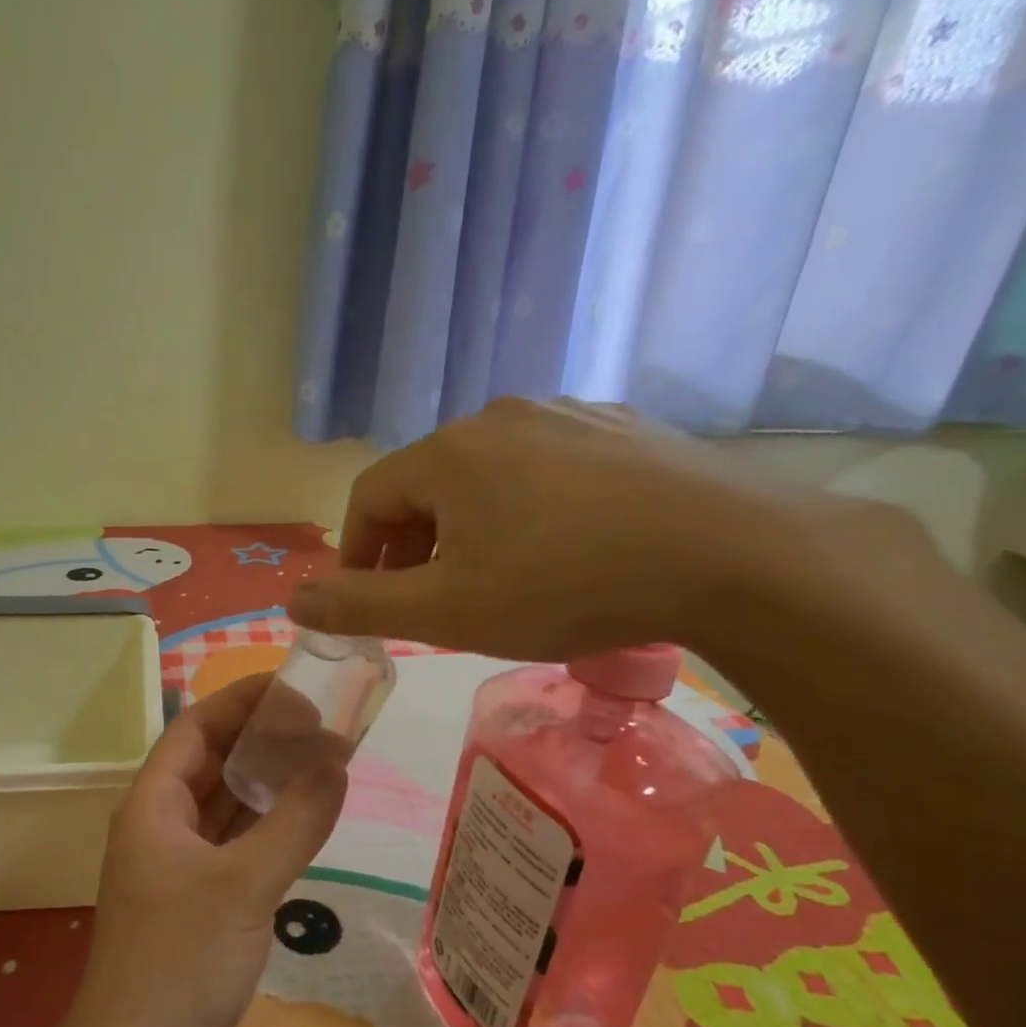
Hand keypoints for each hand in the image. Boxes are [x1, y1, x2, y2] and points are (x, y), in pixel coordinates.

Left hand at [60, 674, 347, 1026]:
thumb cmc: (181, 961)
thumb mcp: (246, 884)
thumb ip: (296, 820)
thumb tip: (338, 760)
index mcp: (153, 803)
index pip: (197, 727)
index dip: (242, 699)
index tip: (295, 684)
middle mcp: (159, 823)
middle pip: (211, 761)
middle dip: (261, 738)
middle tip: (322, 721)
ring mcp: (175, 863)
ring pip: (223, 803)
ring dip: (265, 781)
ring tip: (321, 759)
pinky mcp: (193, 898)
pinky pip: (232, 842)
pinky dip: (264, 825)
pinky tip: (302, 817)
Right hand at [289, 398, 810, 662]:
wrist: (732, 556)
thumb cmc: (565, 585)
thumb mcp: (447, 612)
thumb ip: (360, 606)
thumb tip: (293, 601)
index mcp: (448, 453)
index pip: (368, 497)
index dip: (356, 552)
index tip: (368, 599)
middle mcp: (499, 417)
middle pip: (426, 485)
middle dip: (413, 546)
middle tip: (432, 601)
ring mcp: (568, 415)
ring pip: (487, 476)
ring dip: (469, 528)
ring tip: (497, 580)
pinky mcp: (621, 429)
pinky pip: (547, 469)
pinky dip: (528, 509)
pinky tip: (563, 549)